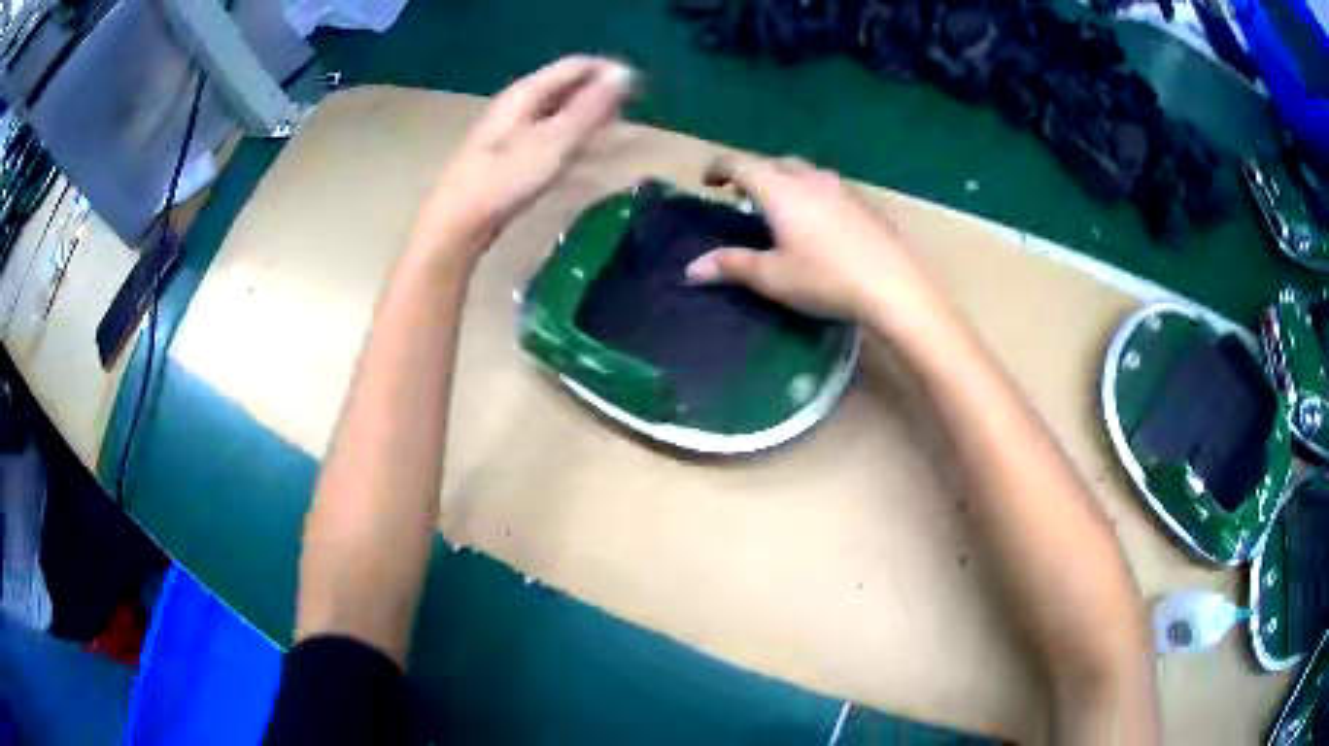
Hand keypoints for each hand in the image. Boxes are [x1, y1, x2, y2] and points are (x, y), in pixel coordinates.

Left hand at [412, 56, 633, 258]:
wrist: (457, 224)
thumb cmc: (505, 181)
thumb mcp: (554, 142)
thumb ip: (590, 108)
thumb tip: (625, 74)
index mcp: (525, 93)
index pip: (575, 66)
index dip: (608, 71)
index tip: (639, 88)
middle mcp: (516, 104)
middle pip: (565, 84)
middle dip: (599, 91)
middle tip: (631, 108)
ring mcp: (510, 129)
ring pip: (557, 108)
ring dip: (587, 113)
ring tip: (615, 127)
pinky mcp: (508, 154)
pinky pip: (548, 131)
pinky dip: (571, 134)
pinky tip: (582, 150)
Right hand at [685, 155, 938, 323]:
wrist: (894, 286)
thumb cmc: (825, 279)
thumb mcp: (772, 277)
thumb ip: (731, 265)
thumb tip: (691, 269)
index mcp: (779, 189)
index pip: (739, 163)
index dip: (718, 168)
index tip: (707, 182)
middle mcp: (809, 178)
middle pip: (772, 162)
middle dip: (752, 173)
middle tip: (741, 197)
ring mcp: (840, 187)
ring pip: (803, 171)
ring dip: (783, 181)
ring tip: (779, 208)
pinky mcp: (862, 202)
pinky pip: (826, 186)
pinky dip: (809, 193)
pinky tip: (817, 222)